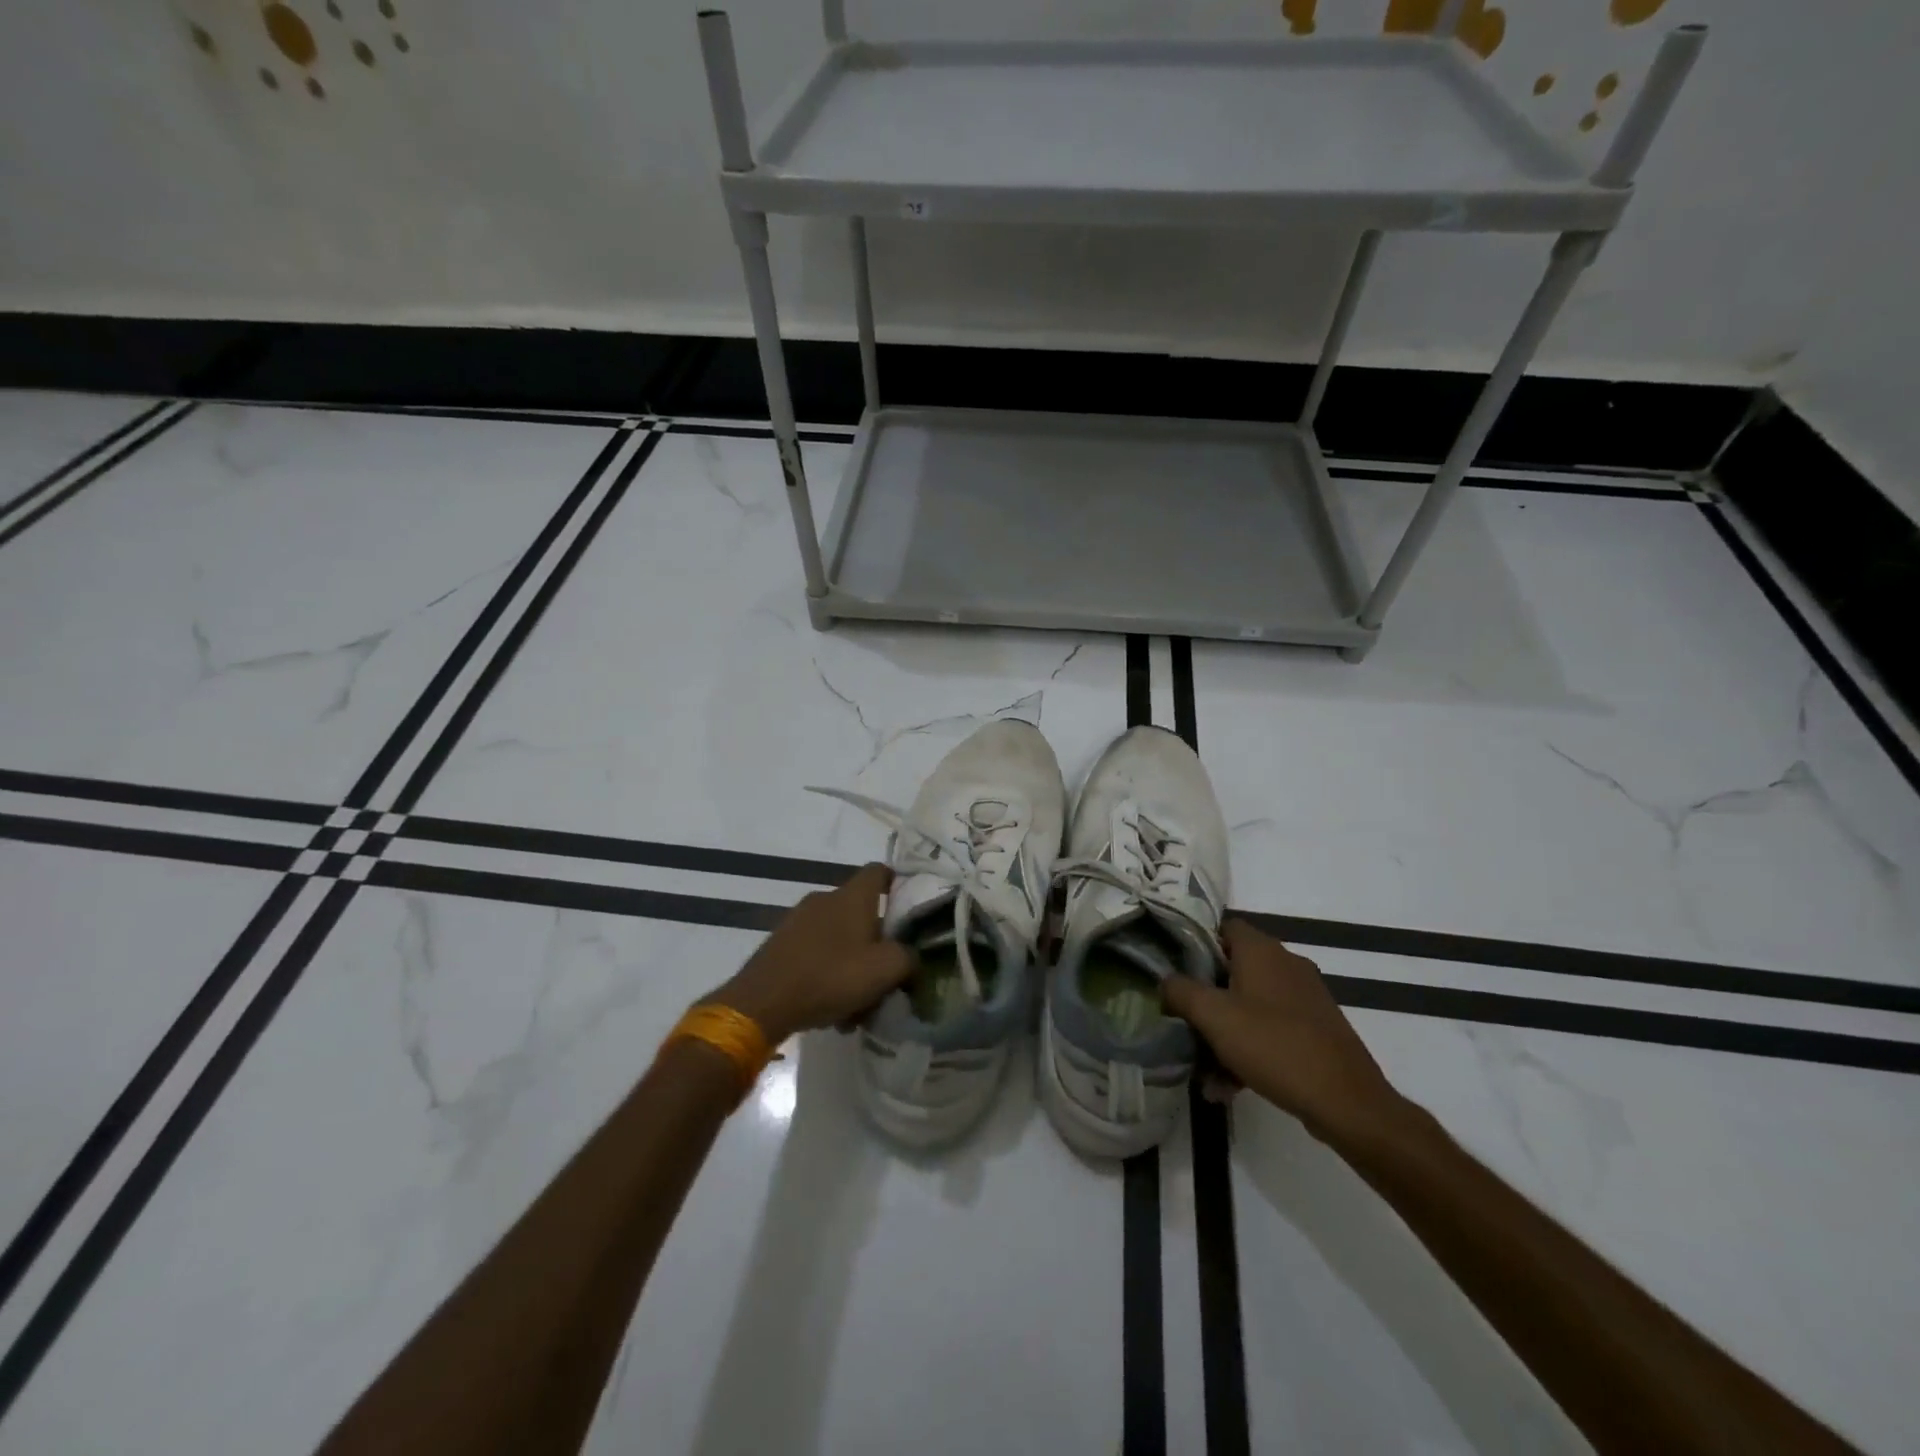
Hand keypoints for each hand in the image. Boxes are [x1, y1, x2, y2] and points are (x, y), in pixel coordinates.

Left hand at [708, 863, 915, 1043]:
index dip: (898, 883)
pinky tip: (830, 1010)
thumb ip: (909, 959)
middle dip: (877, 942)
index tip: (910, 906)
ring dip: (852, 965)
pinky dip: (828, 974)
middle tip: (886, 974)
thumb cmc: (830, 976)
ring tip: (857, 1005)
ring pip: (839, 938)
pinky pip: (816, 954)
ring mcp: (798, 920)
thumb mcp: (885, 970)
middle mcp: (825, 899)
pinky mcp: (781, 944)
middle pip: (861, 912)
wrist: (762, 1002)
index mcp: (852, 896)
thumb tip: (912, 958)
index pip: (880, 871)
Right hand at [1163, 919, 1402, 1142]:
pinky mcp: (1316, 1030)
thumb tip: (1164, 981)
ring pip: (1249, 1005)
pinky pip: (1270, 1030)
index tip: (1173, 969)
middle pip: (1232, 970)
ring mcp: (1305, 998)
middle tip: (1183, 1022)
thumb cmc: (1274, 1046)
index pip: (1222, 927)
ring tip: (1203, 1071)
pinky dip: (1248, 1050)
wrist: (1347, 1102)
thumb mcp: (1213, 1016)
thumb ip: (1180, 991)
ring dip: (1223, 1033)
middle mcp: (1286, 964)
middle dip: (1205, 999)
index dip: (1194, 944)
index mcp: (1262, 950)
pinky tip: (1229, 1087)